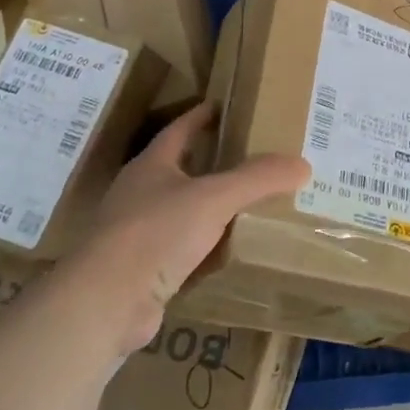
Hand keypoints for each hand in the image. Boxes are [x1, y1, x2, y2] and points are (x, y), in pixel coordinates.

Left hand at [73, 101, 309, 352]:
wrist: (107, 302)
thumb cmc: (156, 233)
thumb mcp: (215, 197)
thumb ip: (258, 179)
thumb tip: (302, 165)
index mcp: (151, 166)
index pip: (180, 130)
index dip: (202, 117)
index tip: (226, 107)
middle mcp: (140, 195)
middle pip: (181, 169)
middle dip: (212, 162)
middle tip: (252, 156)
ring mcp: (137, 234)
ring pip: (182, 211)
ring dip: (211, 206)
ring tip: (250, 201)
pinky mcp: (143, 269)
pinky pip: (183, 248)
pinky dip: (207, 245)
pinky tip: (231, 249)